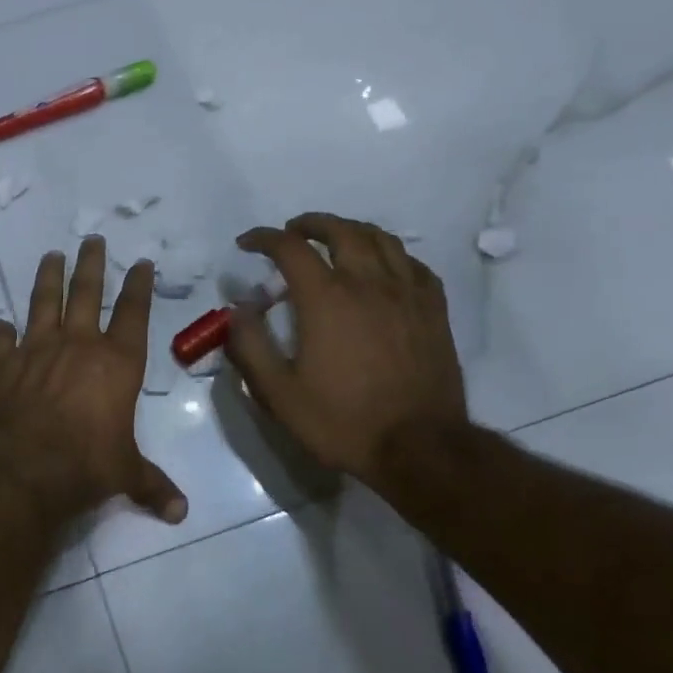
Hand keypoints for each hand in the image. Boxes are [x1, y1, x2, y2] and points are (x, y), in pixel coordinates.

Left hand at [0, 237, 187, 524]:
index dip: (138, 286)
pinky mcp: (1, 364)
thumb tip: (180, 514)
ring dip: (48, 277)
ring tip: (52, 255)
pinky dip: (0, 330)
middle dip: (91, 264)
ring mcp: (36, 350)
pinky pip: (1, 339)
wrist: (23, 466)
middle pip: (86, 293)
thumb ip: (152, 486)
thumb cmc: (86, 464)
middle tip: (91, 238)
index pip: (133, 314)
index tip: (140, 262)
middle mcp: (77, 345)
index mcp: (116, 363)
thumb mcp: (126, 474)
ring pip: (43, 302)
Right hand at [224, 213, 467, 491]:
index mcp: (326, 299)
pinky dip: (390, 255)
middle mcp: (368, 284)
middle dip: (310, 224)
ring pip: (381, 239)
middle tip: (292, 232)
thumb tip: (238, 310)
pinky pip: (413, 264)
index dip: (264, 238)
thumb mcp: (279, 393)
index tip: (247, 244)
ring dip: (351, 231)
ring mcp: (407, 294)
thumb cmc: (342, 421)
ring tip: (335, 240)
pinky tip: (382, 269)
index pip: (290, 248)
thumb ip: (250, 346)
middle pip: (341, 231)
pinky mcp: (434, 310)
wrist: (420, 448)